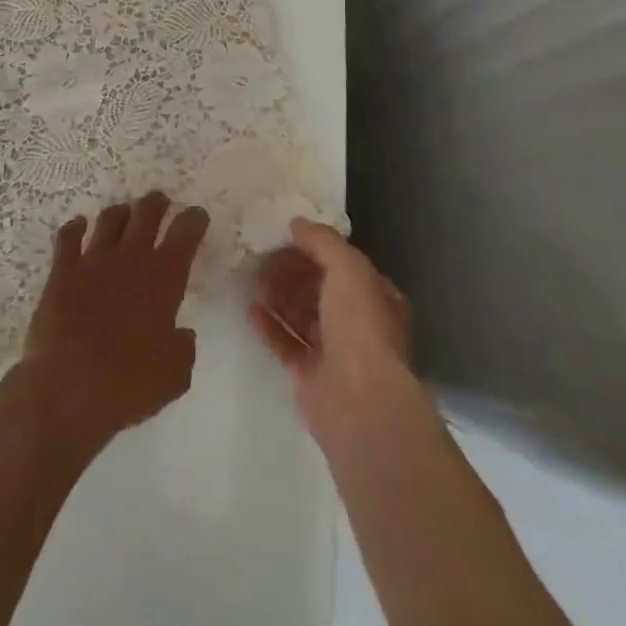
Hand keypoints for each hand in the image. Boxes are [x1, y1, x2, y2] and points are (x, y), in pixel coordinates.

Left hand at [15, 192, 209, 453]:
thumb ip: (183, 348)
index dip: (193, 220)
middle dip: (155, 204)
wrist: (69, 385)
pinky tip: (78, 226)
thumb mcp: (175, 375)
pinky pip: (68, 237)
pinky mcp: (62, 271)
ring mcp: (93, 260)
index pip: (185, 234)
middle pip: (146, 214)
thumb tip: (181, 334)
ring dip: (120, 213)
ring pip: (110, 220)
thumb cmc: (129, 383)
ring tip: (124, 212)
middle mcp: (130, 258)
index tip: (197, 216)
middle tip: (159, 201)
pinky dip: (75, 227)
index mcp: (164, 278)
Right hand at [249, 218, 414, 442]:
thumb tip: (297, 224)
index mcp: (374, 297)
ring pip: (301, 316)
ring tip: (252, 279)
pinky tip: (251, 311)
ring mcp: (334, 351)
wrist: (360, 401)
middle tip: (261, 257)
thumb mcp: (347, 268)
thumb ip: (322, 241)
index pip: (341, 265)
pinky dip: (270, 327)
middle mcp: (357, 323)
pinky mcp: (310, 376)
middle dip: (291, 272)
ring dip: (278, 296)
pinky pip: (286, 344)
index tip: (283, 237)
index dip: (313, 249)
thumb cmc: (360, 326)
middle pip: (319, 289)